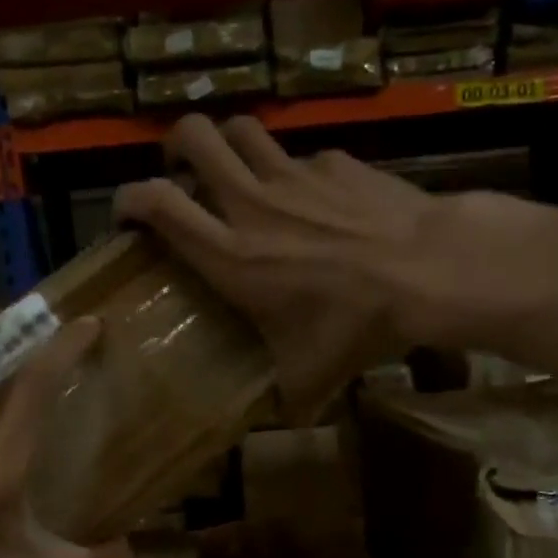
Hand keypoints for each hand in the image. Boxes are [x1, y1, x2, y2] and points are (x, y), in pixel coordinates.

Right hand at [114, 114, 444, 418]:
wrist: (429, 271)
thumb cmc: (358, 325)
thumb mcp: (311, 376)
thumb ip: (285, 399)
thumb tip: (280, 426)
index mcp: (231, 255)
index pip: (157, 203)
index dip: (129, 198)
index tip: (127, 214)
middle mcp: (252, 204)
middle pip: (194, 137)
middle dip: (177, 146)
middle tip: (182, 171)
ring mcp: (295, 175)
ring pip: (244, 130)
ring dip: (230, 144)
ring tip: (238, 170)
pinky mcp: (336, 162)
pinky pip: (303, 156)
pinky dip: (298, 173)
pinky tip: (318, 200)